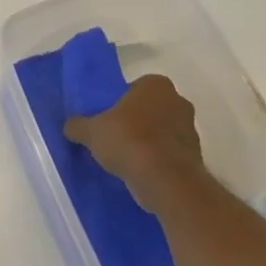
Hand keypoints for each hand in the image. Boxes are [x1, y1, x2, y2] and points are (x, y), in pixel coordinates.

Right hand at [64, 74, 210, 214]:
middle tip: (113, 137)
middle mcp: (178, 100)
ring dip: (146, 141)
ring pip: (161, 131)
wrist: (165, 180)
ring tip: (125, 158)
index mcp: (156, 85)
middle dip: (135, 121)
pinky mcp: (195, 155)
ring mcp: (190, 129)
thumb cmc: (128, 142)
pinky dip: (157, 160)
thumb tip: (70, 126)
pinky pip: (169, 153)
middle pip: (150, 108)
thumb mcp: (91, 131)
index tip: (107, 119)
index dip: (119, 102)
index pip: (134, 87)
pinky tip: (139, 172)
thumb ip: (78, 125)